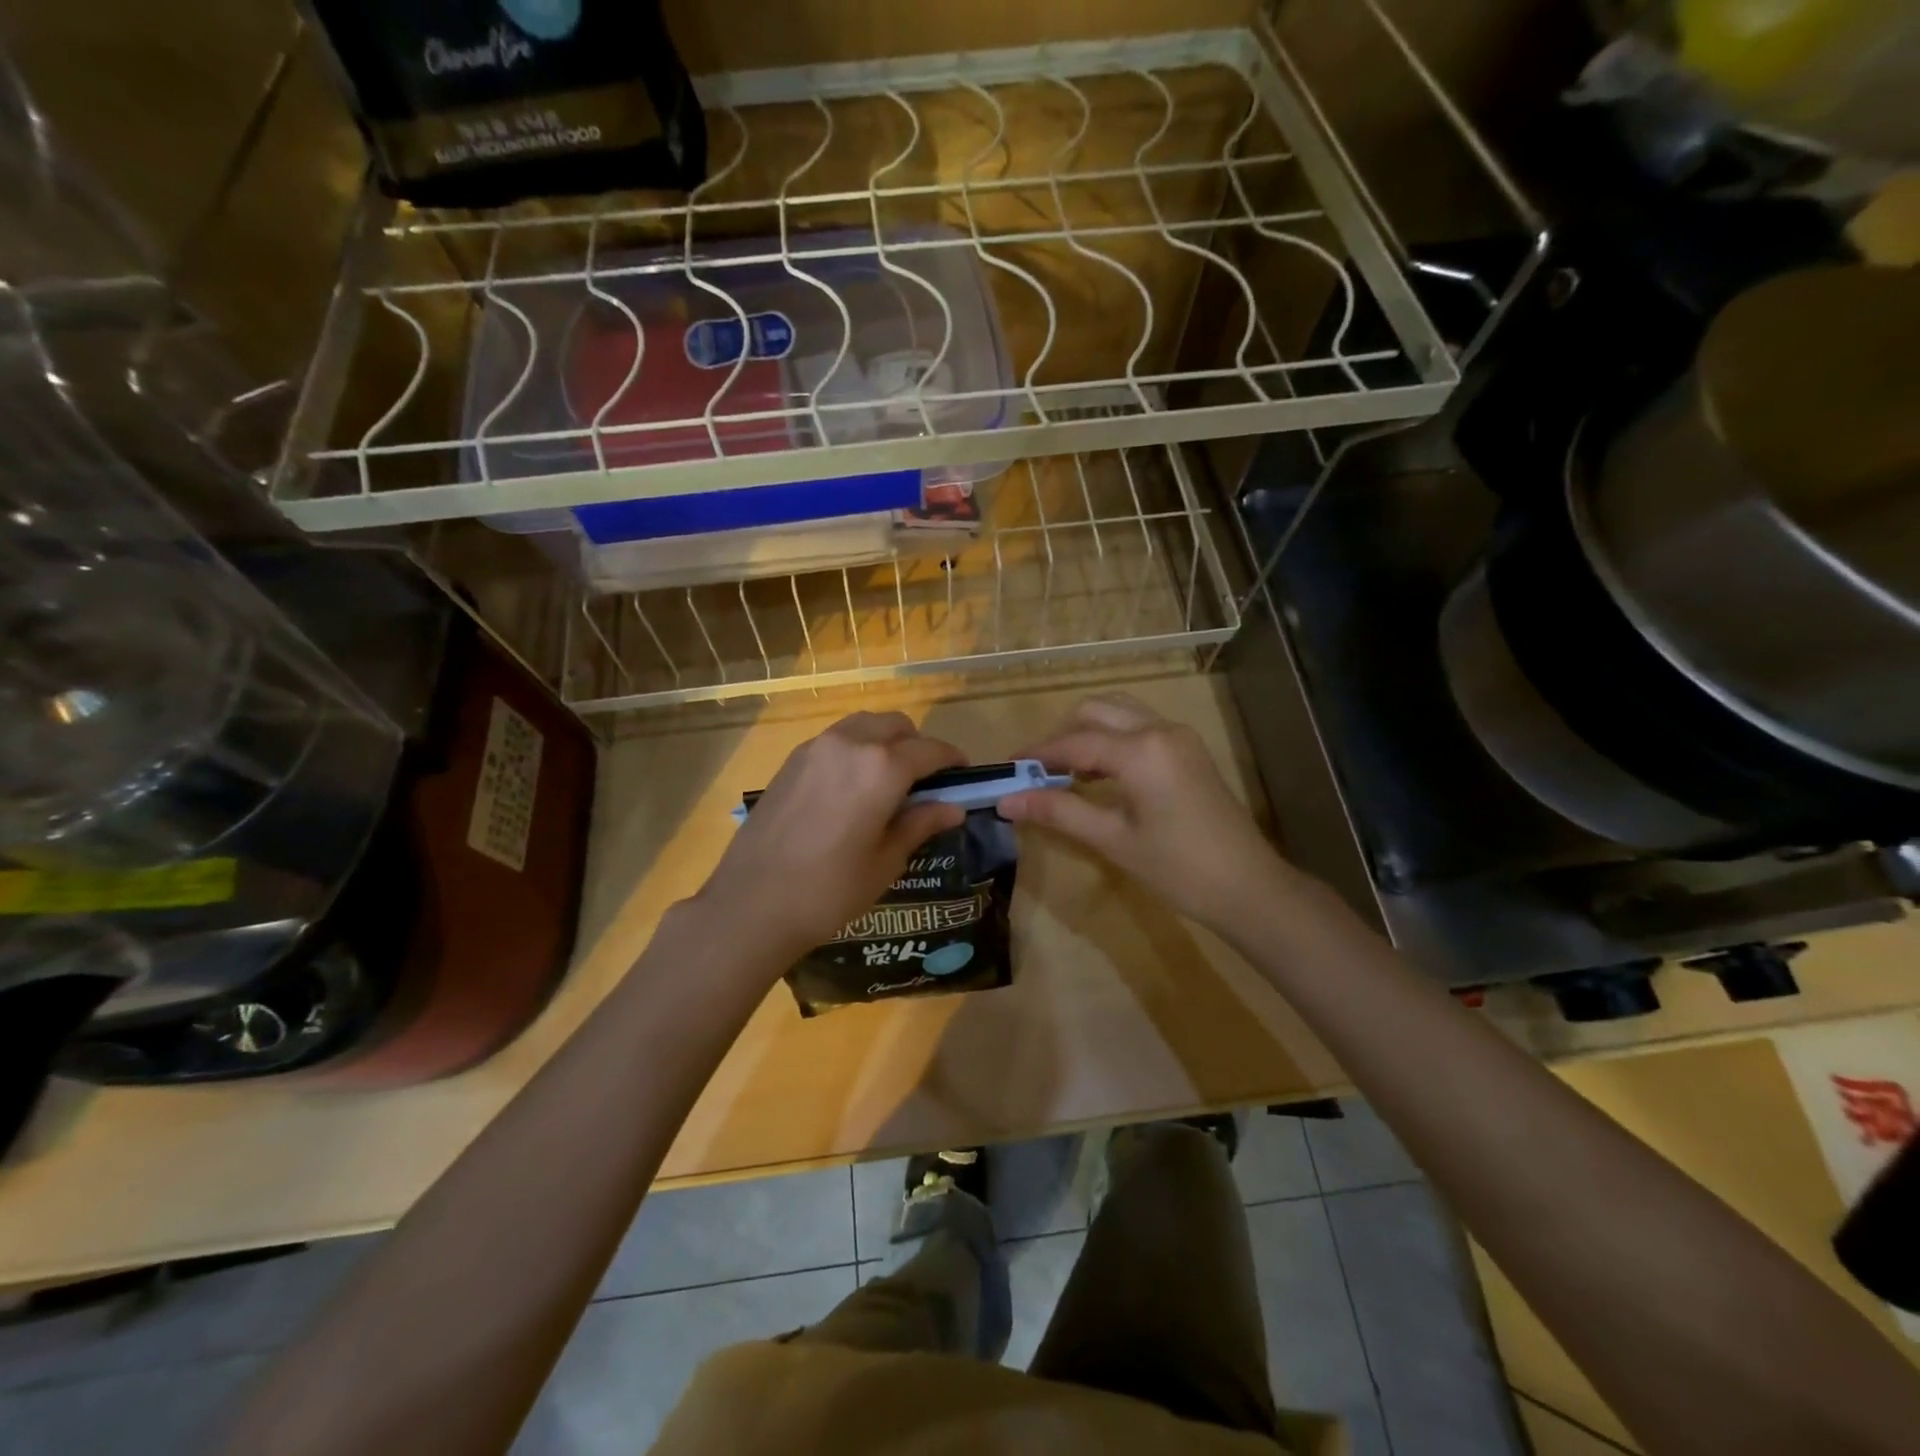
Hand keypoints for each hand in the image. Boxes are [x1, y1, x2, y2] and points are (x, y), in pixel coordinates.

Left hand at [692, 711, 966, 958]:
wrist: (751, 904)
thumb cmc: (830, 890)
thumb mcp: (886, 861)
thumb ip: (920, 824)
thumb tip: (953, 808)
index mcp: (882, 767)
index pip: (930, 750)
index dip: (952, 760)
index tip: (963, 775)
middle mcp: (850, 743)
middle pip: (896, 725)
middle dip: (917, 745)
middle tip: (925, 781)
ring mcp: (816, 748)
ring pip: (864, 725)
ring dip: (885, 741)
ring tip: (889, 780)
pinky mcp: (792, 760)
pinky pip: (836, 739)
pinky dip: (855, 748)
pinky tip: (853, 786)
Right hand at [998, 694, 1294, 934]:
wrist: (1248, 887)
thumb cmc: (1177, 868)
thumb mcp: (1112, 839)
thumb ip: (1058, 811)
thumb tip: (1007, 800)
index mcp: (1140, 750)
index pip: (1074, 741)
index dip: (1037, 754)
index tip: (1007, 769)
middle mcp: (1159, 730)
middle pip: (1096, 712)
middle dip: (1062, 736)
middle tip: (1038, 772)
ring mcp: (1179, 737)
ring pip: (1120, 714)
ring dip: (1088, 733)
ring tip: (1065, 772)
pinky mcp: (1189, 750)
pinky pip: (1140, 728)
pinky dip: (1112, 740)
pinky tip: (1099, 774)